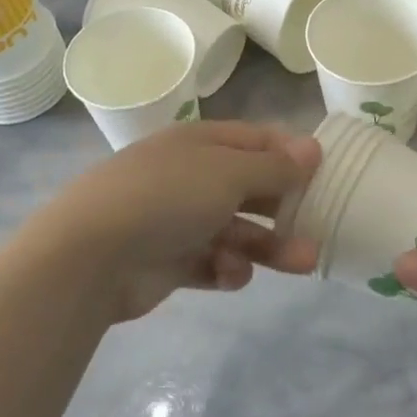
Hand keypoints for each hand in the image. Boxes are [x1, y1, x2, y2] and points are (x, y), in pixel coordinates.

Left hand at [30, 121, 320, 322]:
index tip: (326, 173)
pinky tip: (229, 275)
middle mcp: (191, 178)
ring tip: (304, 263)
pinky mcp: (169, 262)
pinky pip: (211, 264)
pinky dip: (226, 270)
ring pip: (237, 231)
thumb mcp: (227, 172)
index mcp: (200, 144)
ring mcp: (178, 221)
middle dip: (287, 207)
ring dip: (269, 246)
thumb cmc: (166, 197)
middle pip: (251, 189)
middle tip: (324, 225)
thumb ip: (273, 166)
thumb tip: (312, 147)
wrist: (90, 254)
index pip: (255, 141)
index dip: (291, 154)